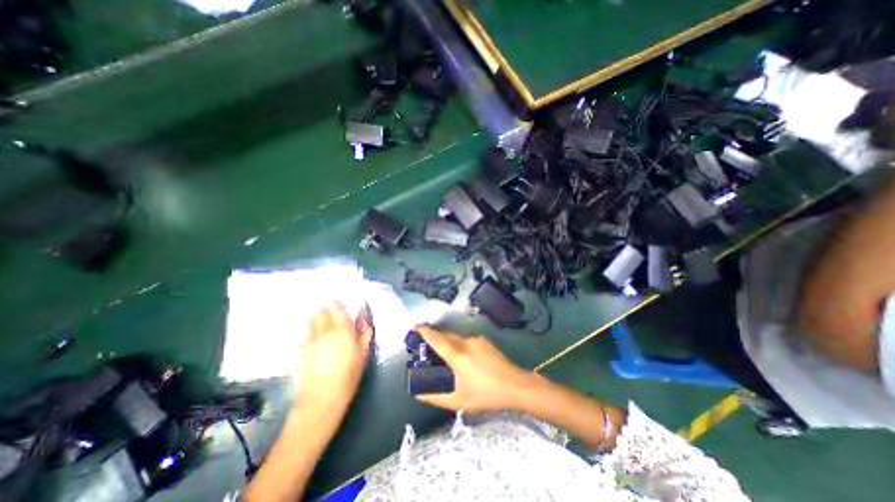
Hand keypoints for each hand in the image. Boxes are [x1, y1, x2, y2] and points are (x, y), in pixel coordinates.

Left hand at [296, 306, 371, 410]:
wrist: (321, 400)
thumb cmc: (348, 376)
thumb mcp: (364, 354)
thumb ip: (364, 332)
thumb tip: (362, 318)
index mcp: (342, 330)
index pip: (336, 307)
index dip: (339, 305)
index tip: (343, 309)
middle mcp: (324, 330)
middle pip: (321, 311)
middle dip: (327, 312)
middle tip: (335, 321)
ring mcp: (309, 339)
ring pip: (312, 321)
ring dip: (318, 321)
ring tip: (325, 333)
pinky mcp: (300, 350)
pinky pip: (307, 335)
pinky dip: (313, 335)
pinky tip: (318, 348)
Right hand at [413, 325, 538, 410]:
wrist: (516, 385)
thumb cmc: (486, 394)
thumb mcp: (459, 400)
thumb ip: (436, 397)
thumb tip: (418, 394)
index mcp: (458, 355)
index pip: (437, 339)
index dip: (424, 331)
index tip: (414, 327)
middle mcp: (466, 342)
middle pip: (445, 336)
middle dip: (434, 338)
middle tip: (426, 348)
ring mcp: (476, 339)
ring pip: (456, 338)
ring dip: (447, 343)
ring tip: (445, 358)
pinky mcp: (484, 341)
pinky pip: (466, 340)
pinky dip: (458, 345)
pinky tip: (463, 359)